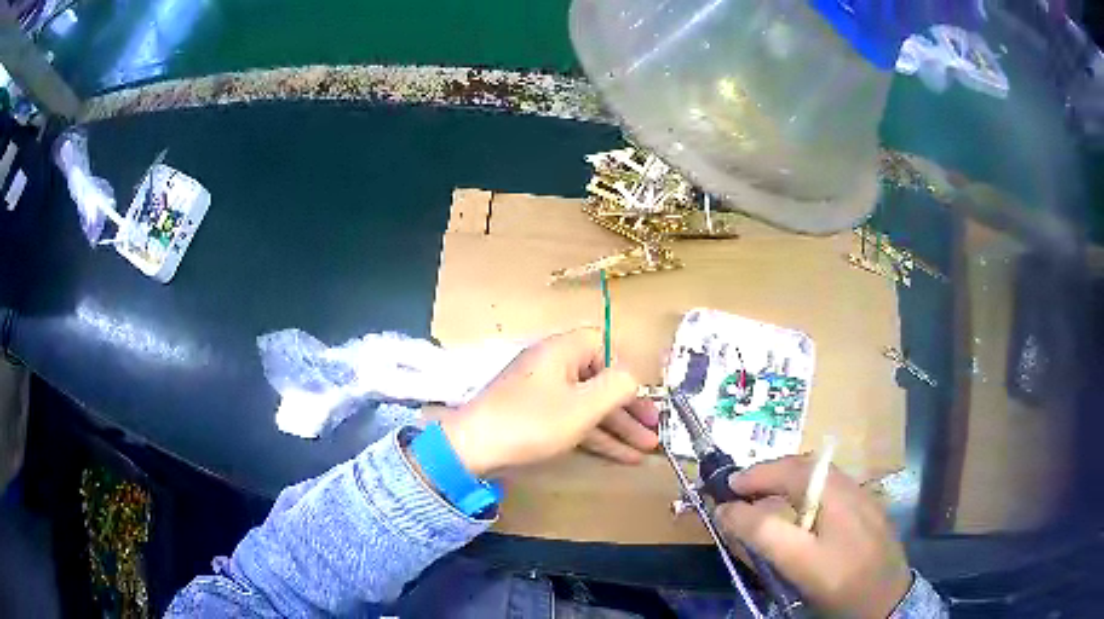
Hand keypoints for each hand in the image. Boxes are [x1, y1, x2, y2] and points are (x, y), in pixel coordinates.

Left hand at [441, 329, 658, 476]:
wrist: (474, 448)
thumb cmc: (531, 422)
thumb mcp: (583, 405)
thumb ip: (617, 386)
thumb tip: (635, 377)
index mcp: (563, 350)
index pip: (605, 345)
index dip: (628, 368)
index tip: (644, 395)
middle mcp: (554, 366)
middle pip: (601, 379)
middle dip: (630, 407)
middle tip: (655, 429)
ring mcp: (544, 393)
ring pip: (590, 404)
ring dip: (619, 426)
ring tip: (648, 448)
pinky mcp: (536, 417)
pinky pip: (574, 419)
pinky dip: (597, 435)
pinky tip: (622, 455)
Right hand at [715, 457, 913, 618]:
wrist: (887, 599)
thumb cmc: (842, 581)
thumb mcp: (799, 561)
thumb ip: (763, 532)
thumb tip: (727, 509)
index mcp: (835, 490)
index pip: (788, 469)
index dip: (754, 475)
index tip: (724, 488)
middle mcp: (849, 484)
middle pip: (803, 468)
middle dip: (768, 475)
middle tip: (741, 493)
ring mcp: (860, 498)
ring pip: (816, 480)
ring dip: (785, 484)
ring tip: (763, 502)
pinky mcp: (864, 513)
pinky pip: (827, 493)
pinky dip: (802, 496)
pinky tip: (798, 517)